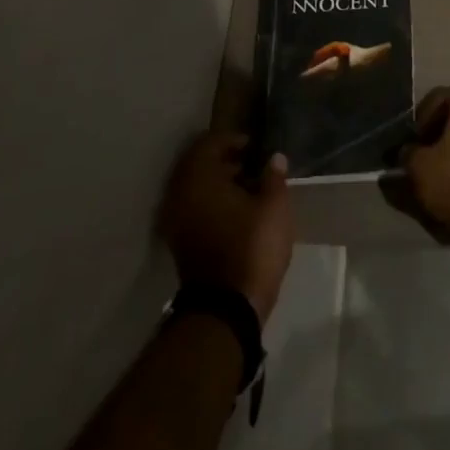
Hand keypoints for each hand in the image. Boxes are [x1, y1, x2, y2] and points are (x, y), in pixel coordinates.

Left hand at [159, 133, 293, 324]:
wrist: (226, 310)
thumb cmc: (252, 247)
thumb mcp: (274, 206)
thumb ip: (273, 177)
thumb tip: (273, 158)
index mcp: (198, 179)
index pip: (208, 144)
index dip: (232, 140)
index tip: (254, 146)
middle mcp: (179, 196)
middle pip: (198, 166)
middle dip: (224, 161)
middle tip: (251, 164)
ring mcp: (175, 222)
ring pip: (194, 189)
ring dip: (217, 183)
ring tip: (248, 188)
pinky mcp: (180, 244)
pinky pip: (193, 209)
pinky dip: (211, 203)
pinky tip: (237, 210)